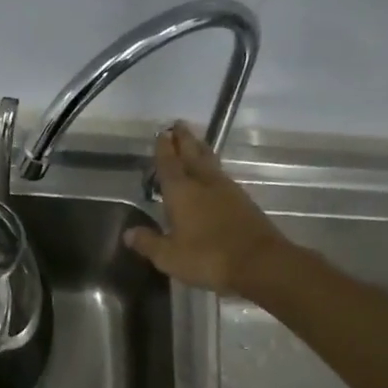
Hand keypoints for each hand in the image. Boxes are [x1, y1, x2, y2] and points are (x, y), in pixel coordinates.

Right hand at [123, 122, 289, 294]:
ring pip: (210, 162)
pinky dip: (214, 169)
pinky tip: (214, 174)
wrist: (259, 262)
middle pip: (192, 155)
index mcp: (181, 192)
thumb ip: (148, 242)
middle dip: (184, 140)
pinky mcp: (244, 201)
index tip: (162, 133)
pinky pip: (223, 176)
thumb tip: (128, 233)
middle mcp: (204, 184)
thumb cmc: (208, 258)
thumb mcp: (169, 256)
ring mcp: (227, 190)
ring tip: (196, 142)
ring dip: (201, 149)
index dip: (164, 149)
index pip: (169, 165)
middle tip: (179, 124)